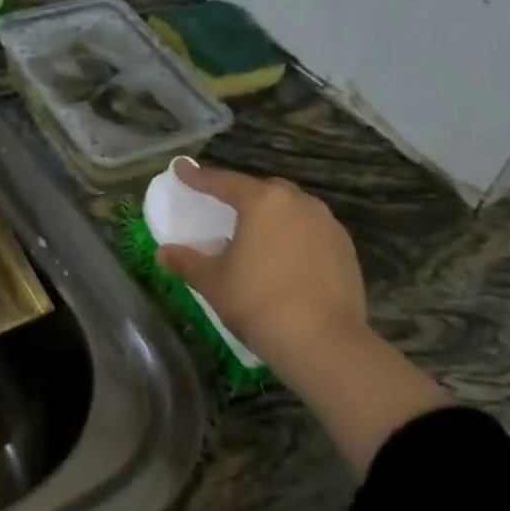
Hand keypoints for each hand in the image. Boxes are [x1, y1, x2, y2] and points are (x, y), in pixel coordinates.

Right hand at [154, 161, 371, 385]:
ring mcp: (328, 225)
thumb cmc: (258, 302)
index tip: (181, 168)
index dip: (199, 177)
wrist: (322, 341)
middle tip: (224, 209)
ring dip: (272, 217)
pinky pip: (312, 232)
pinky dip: (294, 238)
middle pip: (264, 191)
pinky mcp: (346, 250)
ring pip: (292, 210)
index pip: (224, 182)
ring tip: (256, 237)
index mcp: (263, 202)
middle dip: (243, 196)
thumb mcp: (214, 283)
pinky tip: (284, 260)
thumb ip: (187, 262)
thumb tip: (163, 253)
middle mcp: (299, 203)